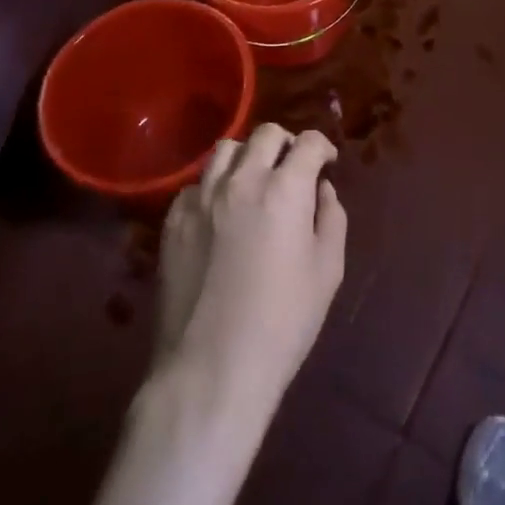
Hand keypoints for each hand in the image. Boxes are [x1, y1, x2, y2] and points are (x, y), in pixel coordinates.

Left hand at [153, 124, 346, 426]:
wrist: (212, 369)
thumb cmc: (283, 323)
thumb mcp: (327, 271)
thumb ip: (330, 218)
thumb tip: (321, 190)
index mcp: (284, 189)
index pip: (307, 143)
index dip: (322, 147)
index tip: (326, 162)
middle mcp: (241, 181)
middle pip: (265, 135)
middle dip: (286, 144)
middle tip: (293, 168)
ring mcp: (200, 199)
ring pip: (225, 151)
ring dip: (248, 157)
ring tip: (255, 181)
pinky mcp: (173, 222)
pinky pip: (195, 185)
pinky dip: (213, 188)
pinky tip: (220, 214)